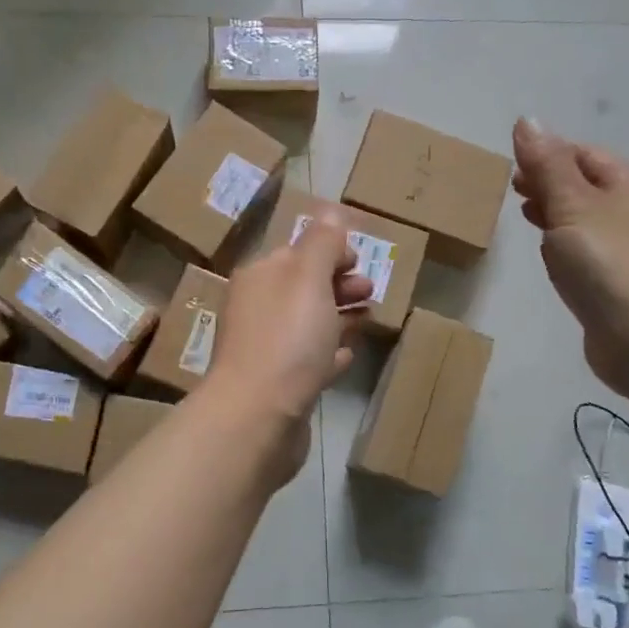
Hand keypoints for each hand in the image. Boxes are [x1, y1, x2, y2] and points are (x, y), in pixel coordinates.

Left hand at [202, 205, 372, 480]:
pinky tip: (347, 355)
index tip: (359, 260)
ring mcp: (266, 349)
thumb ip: (322, 243)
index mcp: (261, 277)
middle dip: (338, 283)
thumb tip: (330, 211)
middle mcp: (258, 309)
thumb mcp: (308, 278)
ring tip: (368, 318)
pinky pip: (308, 361)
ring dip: (338, 315)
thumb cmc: (287, 339)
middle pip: (303, 287)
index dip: (330, 251)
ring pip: (308, 323)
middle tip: (370, 290)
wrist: (258, 416)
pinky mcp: (278, 386)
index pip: (297, 252)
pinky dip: (329, 353)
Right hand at [511, 117, 628, 398]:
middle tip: (513, 192)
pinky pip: (588, 254)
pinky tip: (551, 260)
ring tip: (525, 218)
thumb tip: (527, 119)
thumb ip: (547, 164)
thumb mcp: (572, 204)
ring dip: (555, 215)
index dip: (547, 154)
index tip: (512, 167)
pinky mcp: (620, 285)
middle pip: (586, 186)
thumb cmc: (608, 262)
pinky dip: (565, 248)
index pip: (583, 154)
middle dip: (549, 183)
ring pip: (585, 221)